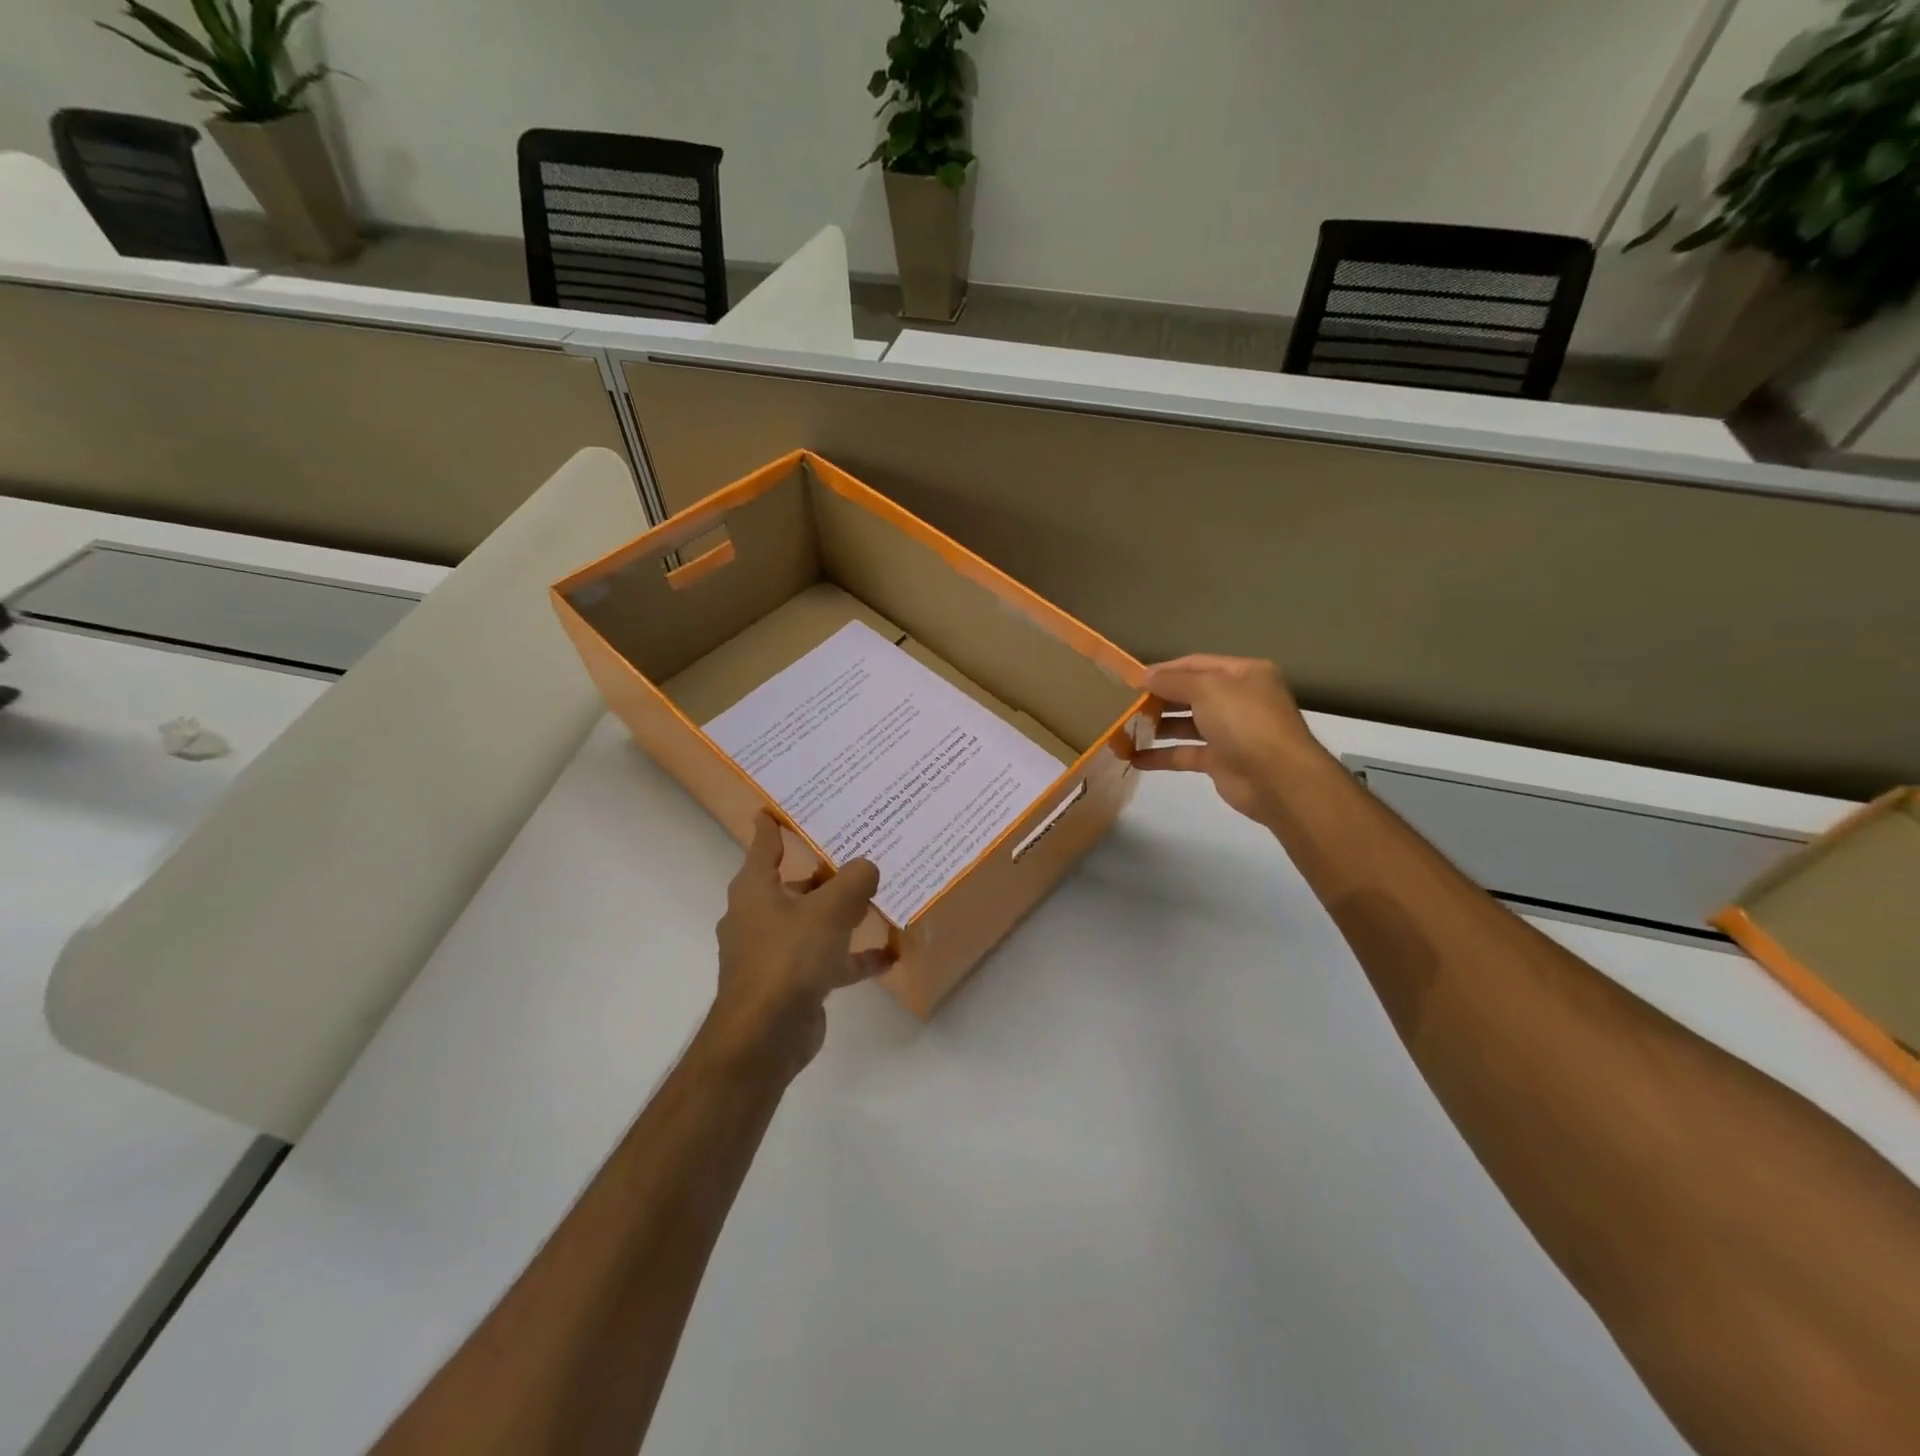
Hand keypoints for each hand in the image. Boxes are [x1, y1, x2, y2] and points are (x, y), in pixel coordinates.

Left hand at [707, 813, 888, 1079]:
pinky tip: (888, 955)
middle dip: (823, 872)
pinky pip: (826, 960)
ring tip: (876, 899)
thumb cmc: (789, 957)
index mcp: (755, 889)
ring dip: (841, 914)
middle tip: (856, 851)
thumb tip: (868, 866)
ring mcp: (773, 952)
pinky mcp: (791, 982)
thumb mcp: (829, 911)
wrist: (765, 1035)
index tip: (779, 807)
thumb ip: (854, 881)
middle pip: (794, 884)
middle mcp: (759, 916)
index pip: (764, 845)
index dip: (773, 825)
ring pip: (811, 922)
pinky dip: (852, 957)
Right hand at [1134, 655, 1325, 825]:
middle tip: (1126, 704)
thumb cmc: (1244, 721)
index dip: (1164, 670)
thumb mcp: (1207, 689)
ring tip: (1125, 728)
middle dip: (1159, 698)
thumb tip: (1145, 676)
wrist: (1277, 779)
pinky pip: (1185, 753)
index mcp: (1244, 674)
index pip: (1196, 664)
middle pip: (1191, 693)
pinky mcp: (1221, 761)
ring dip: (1157, 726)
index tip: (1132, 679)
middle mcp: (1239, 699)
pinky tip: (1134, 758)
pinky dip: (1161, 755)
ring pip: (1186, 724)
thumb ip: (1173, 681)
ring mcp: (1230, 732)